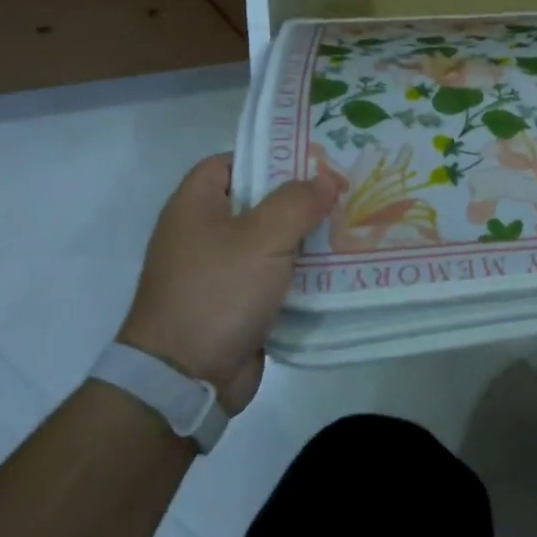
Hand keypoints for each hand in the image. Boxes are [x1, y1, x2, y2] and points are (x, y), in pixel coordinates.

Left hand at [119, 154, 336, 413]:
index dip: (270, 157)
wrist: (184, 380)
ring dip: (306, 238)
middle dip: (300, 198)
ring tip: (352, 224)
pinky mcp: (236, 304)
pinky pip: (273, 277)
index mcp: (194, 205)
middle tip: (344, 190)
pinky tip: (338, 267)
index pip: (231, 162)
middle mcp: (203, 233)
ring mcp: (219, 271)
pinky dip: (301, 273)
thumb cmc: (217, 292)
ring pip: (270, 241)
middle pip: (257, 201)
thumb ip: (297, 202)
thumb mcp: (262, 237)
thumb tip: (327, 180)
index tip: (314, 159)